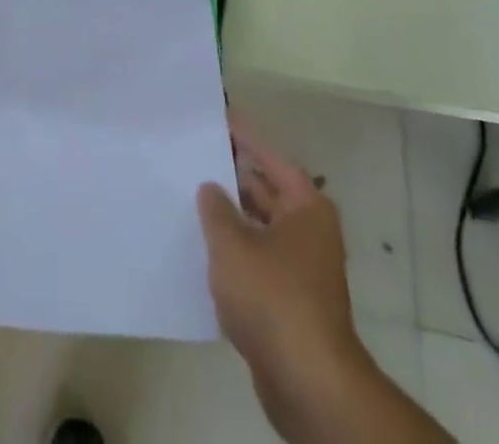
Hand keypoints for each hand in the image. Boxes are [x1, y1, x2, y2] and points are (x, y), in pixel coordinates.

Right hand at [199, 113, 376, 441]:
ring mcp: (301, 268)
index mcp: (305, 206)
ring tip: (190, 198)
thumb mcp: (232, 245)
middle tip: (194, 156)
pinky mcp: (290, 301)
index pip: (269, 157)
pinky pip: (257, 261)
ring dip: (230, 217)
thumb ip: (216, 209)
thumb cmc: (273, 298)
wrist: (308, 383)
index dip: (243, 136)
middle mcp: (309, 230)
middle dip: (232, 177)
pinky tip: (202, 250)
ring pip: (259, 228)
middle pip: (266, 191)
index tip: (219, 116)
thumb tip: (211, 188)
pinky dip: (235, 252)